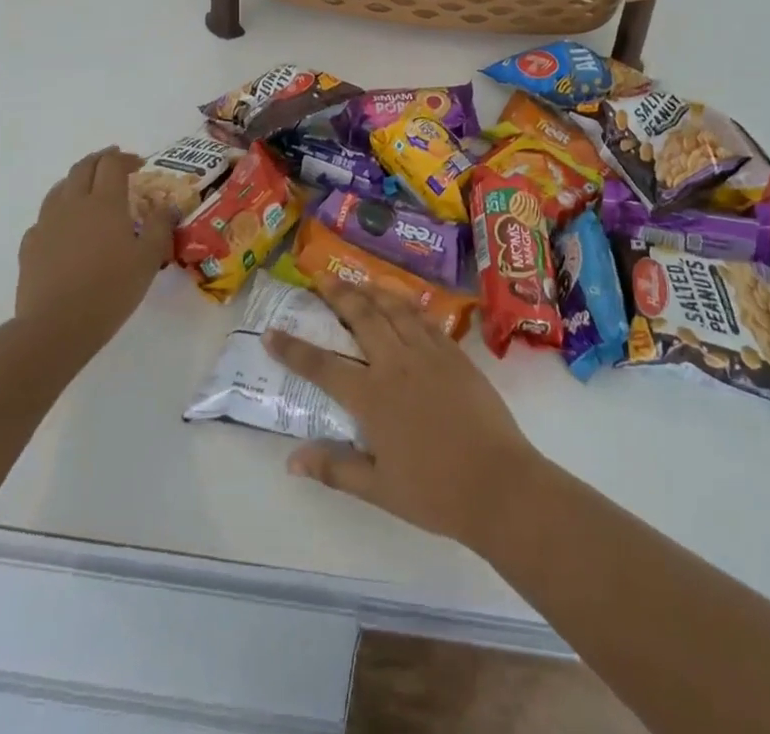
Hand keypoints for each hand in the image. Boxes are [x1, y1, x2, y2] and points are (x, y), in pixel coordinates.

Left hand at [16, 147, 171, 350]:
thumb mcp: (149, 259)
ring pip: (60, 187)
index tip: (139, 164)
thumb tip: (166, 205)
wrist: (56, 326)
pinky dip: (59, 211)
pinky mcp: (30, 244)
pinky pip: (45, 216)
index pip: (112, 164)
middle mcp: (73, 204)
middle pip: (83, 167)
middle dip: (100, 160)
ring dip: (77, 180)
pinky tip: (66, 227)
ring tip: (89, 189)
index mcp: (105, 203)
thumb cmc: (111, 289)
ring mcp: (47, 223)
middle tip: (115, 164)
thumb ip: (160, 227)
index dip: (126, 158)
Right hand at [263, 276, 541, 545]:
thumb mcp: (378, 489)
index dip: (294, 349)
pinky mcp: (455, 354)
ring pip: (396, 309)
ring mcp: (429, 354)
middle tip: (322, 277)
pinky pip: (426, 319)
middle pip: (363, 318)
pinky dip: (409, 305)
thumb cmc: (434, 492)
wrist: (497, 483)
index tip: (271, 332)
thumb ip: (335, 468)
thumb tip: (291, 459)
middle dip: (339, 295)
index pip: (323, 366)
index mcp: (373, 398)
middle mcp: (397, 364)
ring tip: (358, 279)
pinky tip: (403, 302)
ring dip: (374, 291)